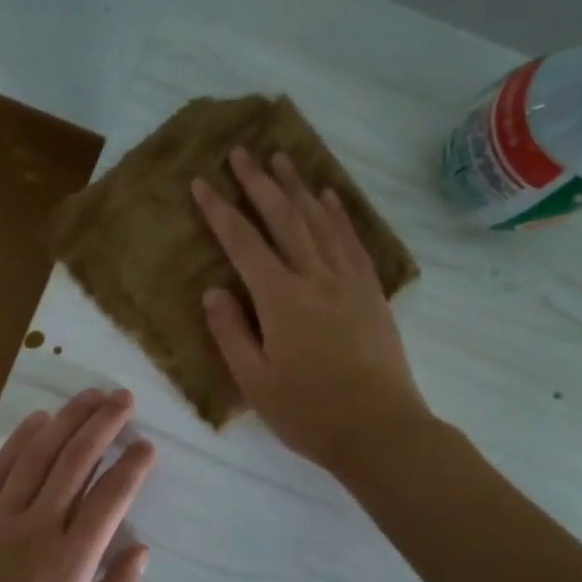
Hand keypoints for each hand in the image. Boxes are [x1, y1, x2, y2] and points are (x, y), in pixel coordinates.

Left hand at [0, 388, 154, 581]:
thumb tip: (141, 550)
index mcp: (68, 564)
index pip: (109, 499)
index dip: (132, 467)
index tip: (147, 445)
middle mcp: (35, 529)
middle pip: (75, 462)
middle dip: (103, 425)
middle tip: (123, 398)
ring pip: (38, 456)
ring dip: (66, 420)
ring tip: (90, 395)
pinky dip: (20, 440)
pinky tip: (38, 421)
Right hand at [192, 147, 428, 473]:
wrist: (380, 430)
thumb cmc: (309, 412)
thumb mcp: (255, 381)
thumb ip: (231, 332)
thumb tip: (214, 291)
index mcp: (281, 299)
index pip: (244, 243)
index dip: (220, 211)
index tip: (202, 182)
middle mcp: (315, 278)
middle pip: (284, 219)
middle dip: (259, 183)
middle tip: (242, 151)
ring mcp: (348, 282)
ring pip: (320, 221)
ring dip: (299, 187)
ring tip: (282, 158)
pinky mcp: (371, 292)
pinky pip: (352, 241)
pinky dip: (338, 214)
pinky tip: (329, 196)